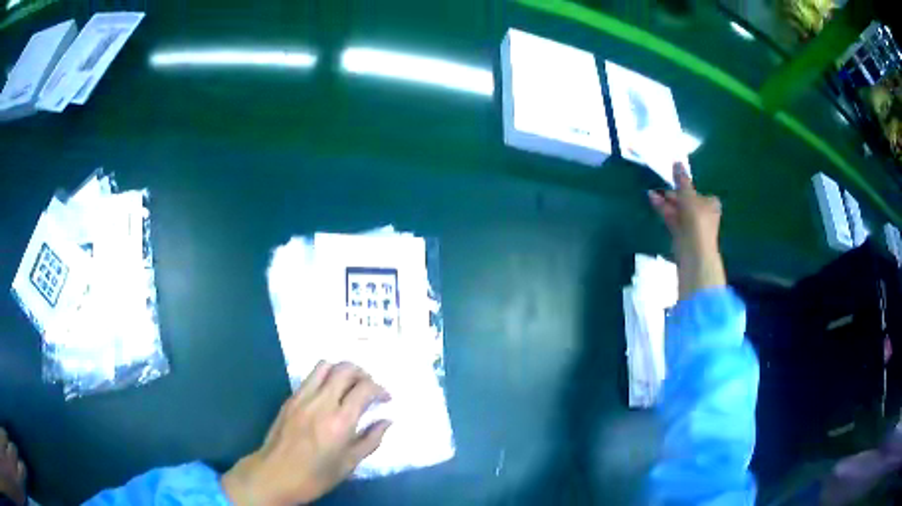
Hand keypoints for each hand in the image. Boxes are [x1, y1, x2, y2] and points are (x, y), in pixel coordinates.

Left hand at [222, 362, 390, 505]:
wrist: (274, 475)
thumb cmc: (315, 476)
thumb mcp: (349, 464)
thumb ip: (371, 440)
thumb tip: (386, 421)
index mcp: (340, 421)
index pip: (365, 389)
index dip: (380, 389)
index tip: (386, 399)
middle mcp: (321, 402)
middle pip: (345, 369)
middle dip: (363, 374)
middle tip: (369, 388)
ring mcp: (302, 397)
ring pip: (325, 366)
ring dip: (342, 370)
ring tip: (349, 385)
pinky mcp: (290, 398)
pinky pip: (310, 377)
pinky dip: (325, 378)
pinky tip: (329, 394)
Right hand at [649, 162, 726, 299]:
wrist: (694, 251)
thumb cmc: (697, 220)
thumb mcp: (689, 195)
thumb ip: (682, 180)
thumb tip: (677, 161)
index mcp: (711, 204)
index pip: (698, 192)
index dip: (686, 187)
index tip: (673, 181)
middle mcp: (703, 214)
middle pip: (687, 201)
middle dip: (673, 195)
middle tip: (659, 188)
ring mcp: (693, 226)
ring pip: (678, 210)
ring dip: (666, 202)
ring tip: (651, 193)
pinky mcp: (682, 235)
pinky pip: (673, 219)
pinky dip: (664, 210)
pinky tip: (653, 201)